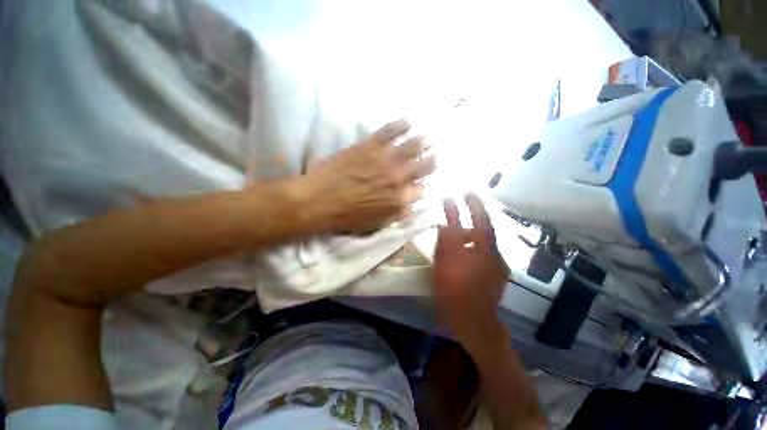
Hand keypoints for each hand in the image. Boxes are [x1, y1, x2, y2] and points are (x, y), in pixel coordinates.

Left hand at [295, 120, 435, 233]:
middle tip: (431, 158)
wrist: (317, 202)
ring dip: (423, 143)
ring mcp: (385, 160)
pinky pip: (391, 131)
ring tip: (426, 139)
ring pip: (413, 146)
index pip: (421, 191)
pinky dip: (402, 125)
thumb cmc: (346, 218)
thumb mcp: (375, 225)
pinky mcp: (370, 146)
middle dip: (430, 162)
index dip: (419, 187)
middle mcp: (398, 179)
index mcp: (399, 201)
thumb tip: (410, 206)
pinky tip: (407, 123)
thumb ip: (396, 214)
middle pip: (425, 166)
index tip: (416, 185)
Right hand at [433, 193, 509, 345]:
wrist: (475, 322)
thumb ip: (444, 243)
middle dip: (475, 207)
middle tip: (466, 193)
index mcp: (478, 253)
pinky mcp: (499, 268)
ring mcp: (498, 261)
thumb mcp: (443, 268)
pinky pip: (487, 247)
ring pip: (486, 236)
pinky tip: (469, 239)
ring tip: (464, 216)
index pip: (475, 222)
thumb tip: (442, 223)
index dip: (468, 205)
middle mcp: (492, 254)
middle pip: (484, 226)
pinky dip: (477, 239)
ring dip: (475, 224)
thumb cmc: (454, 295)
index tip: (458, 192)